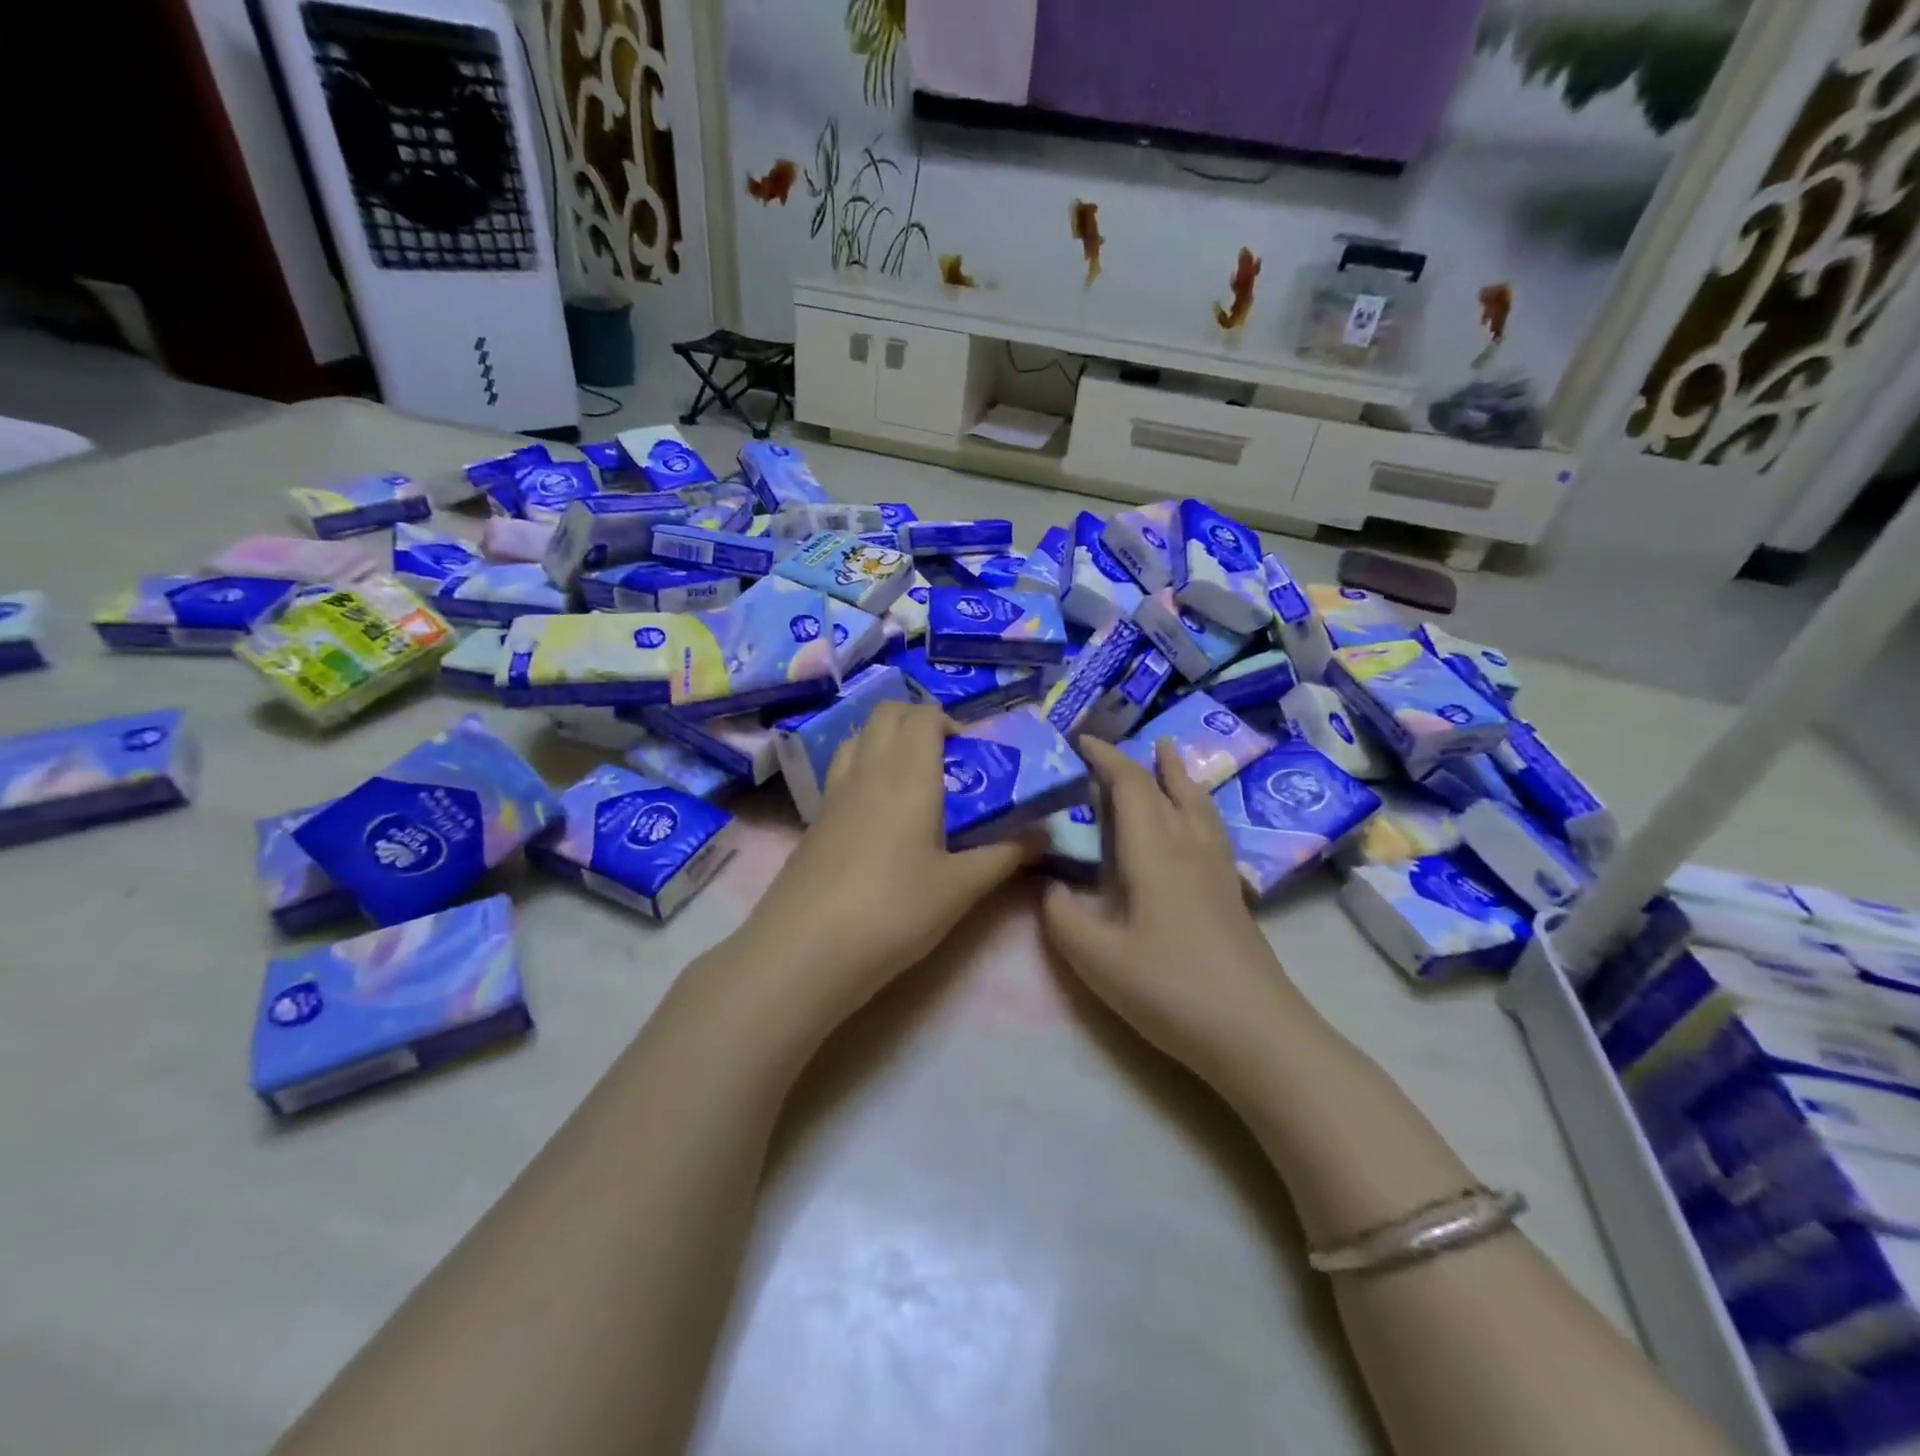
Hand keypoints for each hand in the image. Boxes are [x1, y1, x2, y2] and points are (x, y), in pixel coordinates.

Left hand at [736, 700, 1031, 1023]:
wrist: (807, 949)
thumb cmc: (895, 909)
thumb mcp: (960, 888)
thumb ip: (1004, 856)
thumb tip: (1044, 836)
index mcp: (907, 773)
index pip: (922, 715)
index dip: (948, 721)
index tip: (971, 752)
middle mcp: (867, 770)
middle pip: (886, 714)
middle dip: (917, 720)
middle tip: (945, 759)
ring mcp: (833, 793)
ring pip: (858, 738)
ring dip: (885, 741)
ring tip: (911, 780)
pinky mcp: (813, 821)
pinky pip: (840, 772)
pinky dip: (863, 770)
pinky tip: (877, 817)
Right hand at [1041, 737, 1304, 1078]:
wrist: (1256, 1033)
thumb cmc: (1170, 988)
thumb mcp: (1096, 957)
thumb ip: (1062, 915)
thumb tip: (1052, 886)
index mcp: (1155, 851)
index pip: (1131, 786)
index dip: (1106, 758)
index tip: (1080, 741)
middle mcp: (1190, 848)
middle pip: (1170, 788)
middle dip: (1142, 762)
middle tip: (1121, 745)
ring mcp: (1219, 871)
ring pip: (1199, 805)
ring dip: (1179, 776)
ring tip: (1170, 756)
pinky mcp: (1234, 896)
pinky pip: (1211, 829)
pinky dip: (1196, 807)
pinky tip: (1194, 827)